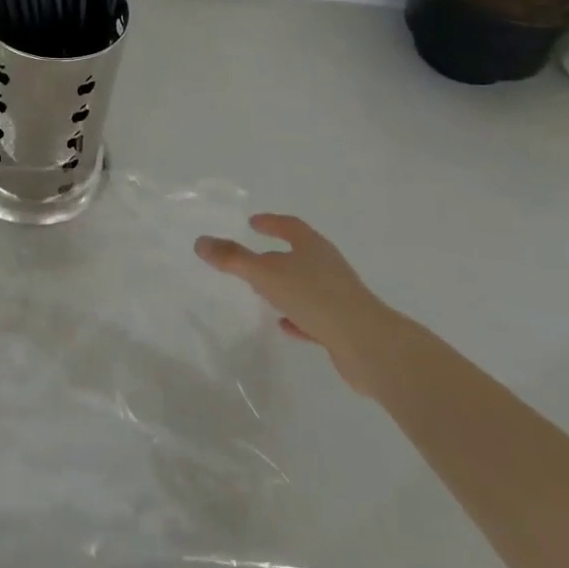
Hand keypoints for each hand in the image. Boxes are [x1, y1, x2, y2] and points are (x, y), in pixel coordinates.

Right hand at [196, 214, 389, 392]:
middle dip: (277, 255)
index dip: (270, 223)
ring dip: (287, 287)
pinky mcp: (344, 325)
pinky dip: (298, 316)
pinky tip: (285, 325)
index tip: (252, 222)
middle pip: (300, 254)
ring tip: (264, 293)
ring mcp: (339, 296)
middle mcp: (328, 266)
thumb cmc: (314, 298)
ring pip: (307, 285)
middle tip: (253, 258)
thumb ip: (232, 258)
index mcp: (312, 246)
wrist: (368, 344)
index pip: (289, 226)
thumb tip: (200, 241)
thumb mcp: (265, 274)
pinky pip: (314, 315)